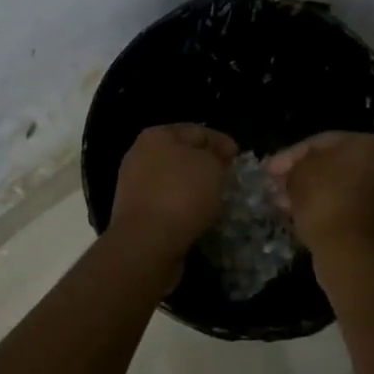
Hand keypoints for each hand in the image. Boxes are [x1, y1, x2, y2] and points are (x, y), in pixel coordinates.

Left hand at [109, 124, 238, 260]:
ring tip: (217, 199)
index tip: (239, 158)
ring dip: (194, 188)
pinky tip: (198, 216)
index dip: (221, 142)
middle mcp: (140, 154)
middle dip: (206, 165)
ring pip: (173, 180)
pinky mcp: (135, 212)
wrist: (146, 242)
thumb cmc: (181, 193)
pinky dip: (182, 207)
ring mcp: (134, 184)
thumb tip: (214, 159)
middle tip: (229, 178)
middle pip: (182, 155)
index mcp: (157, 135)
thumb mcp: (211, 165)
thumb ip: (217, 156)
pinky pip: (166, 203)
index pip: (197, 131)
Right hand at [265, 132, 373, 266]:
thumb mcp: (298, 174)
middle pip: (334, 165)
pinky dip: (328, 209)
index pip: (321, 142)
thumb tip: (291, 172)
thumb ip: (293, 165)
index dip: (289, 154)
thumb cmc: (325, 201)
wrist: (353, 253)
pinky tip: (303, 217)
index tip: (268, 170)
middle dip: (302, 174)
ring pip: (341, 188)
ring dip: (312, 193)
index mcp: (369, 144)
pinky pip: (350, 208)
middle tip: (276, 186)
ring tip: (284, 204)